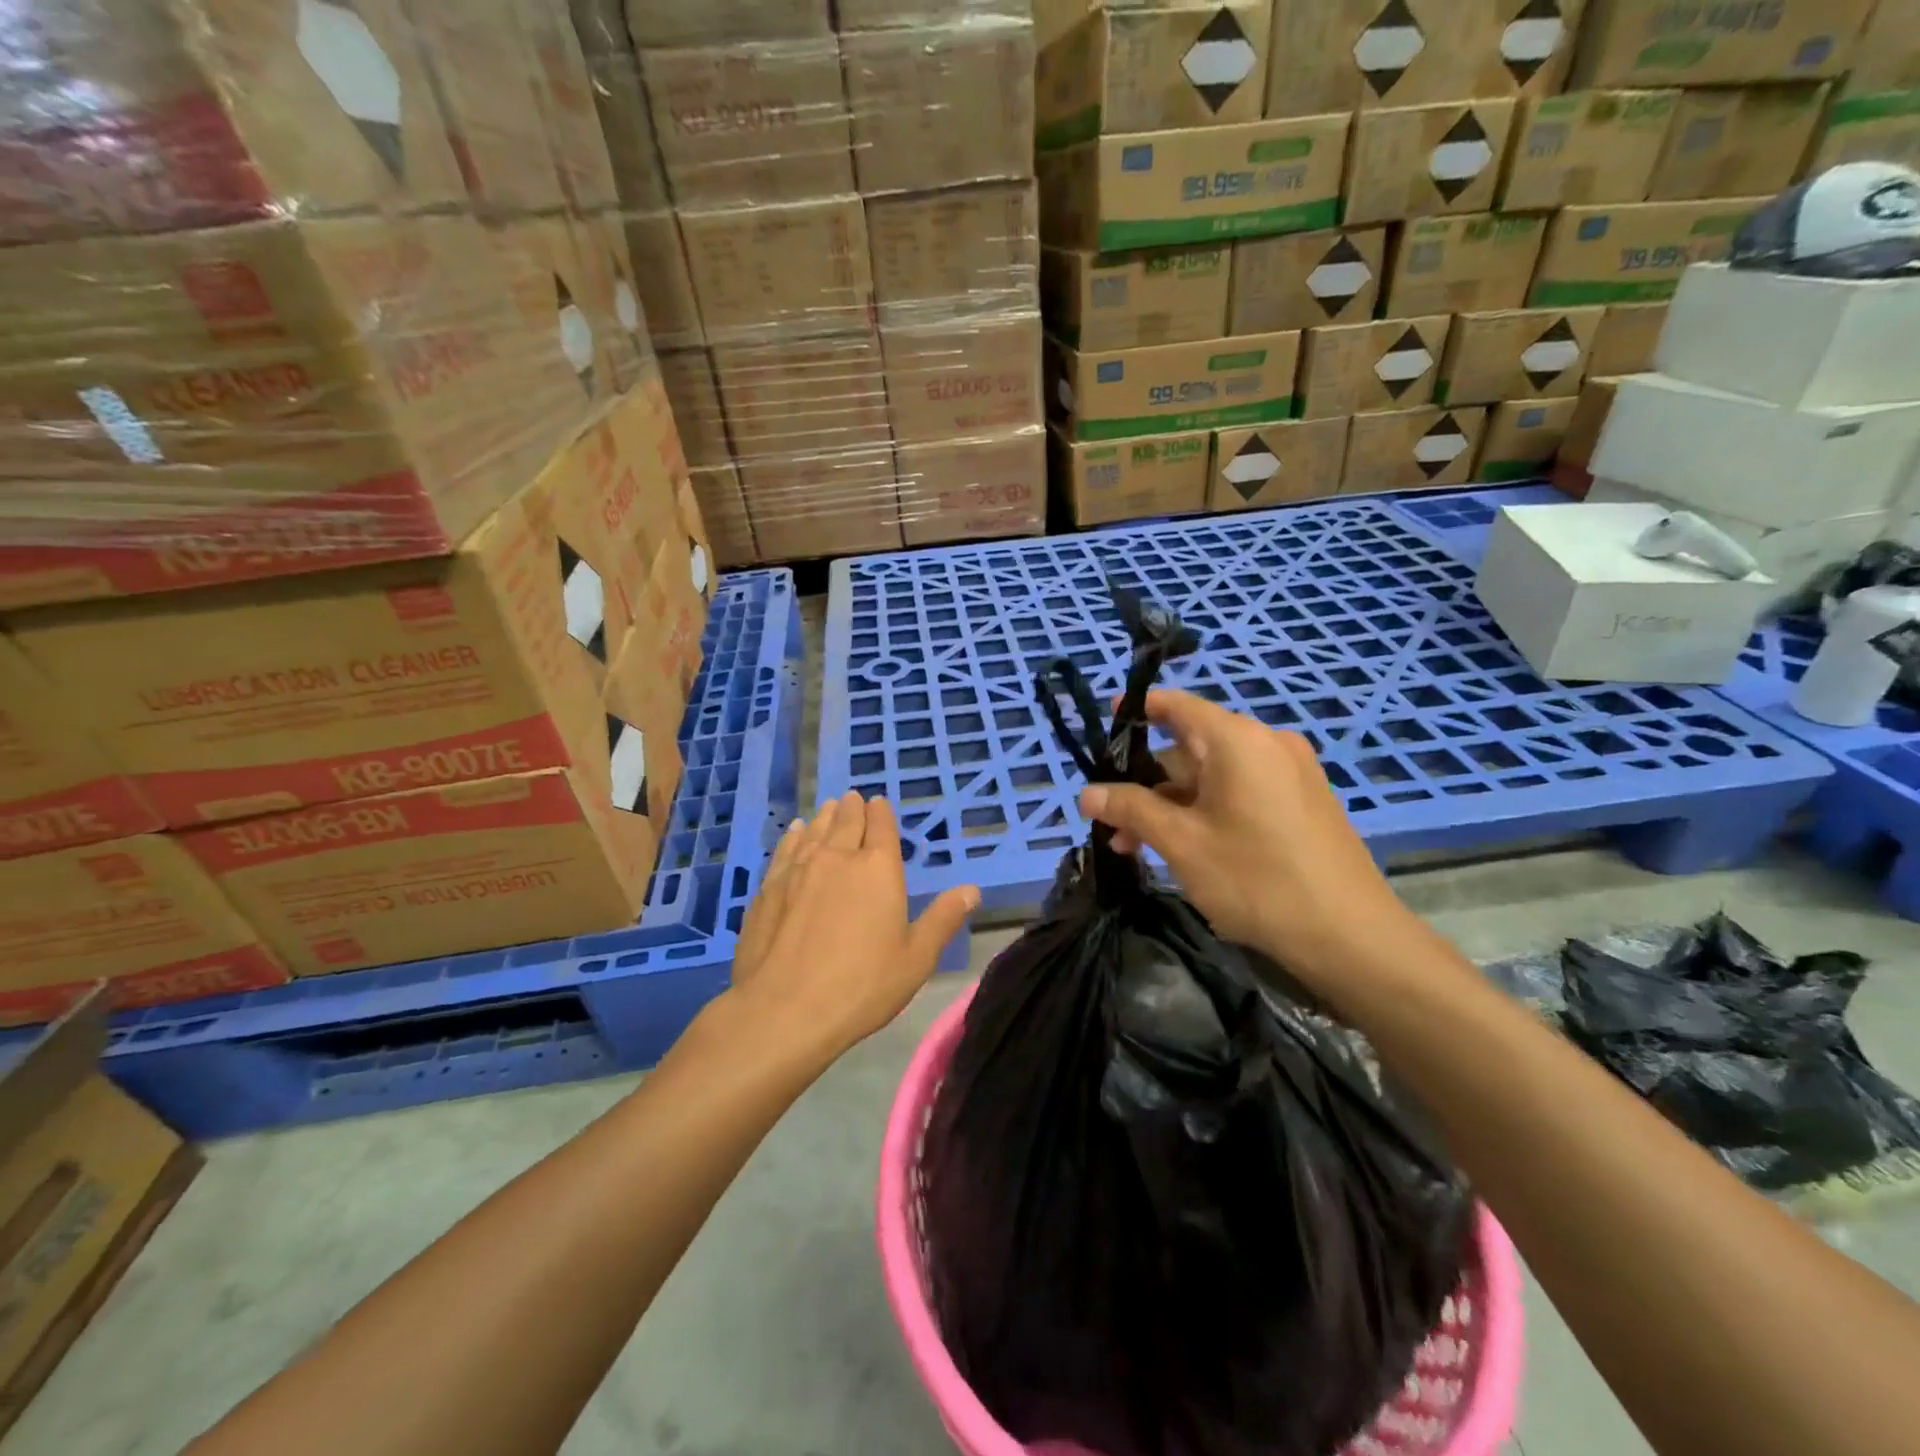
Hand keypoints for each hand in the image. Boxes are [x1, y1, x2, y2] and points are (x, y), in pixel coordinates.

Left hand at [728, 791, 978, 1062]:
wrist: (784, 1010)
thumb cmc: (862, 986)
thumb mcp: (916, 958)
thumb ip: (943, 919)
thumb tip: (971, 890)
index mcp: (878, 868)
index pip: (881, 826)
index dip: (881, 812)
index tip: (879, 803)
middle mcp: (837, 857)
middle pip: (846, 821)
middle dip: (853, 808)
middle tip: (853, 799)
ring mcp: (798, 870)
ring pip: (815, 831)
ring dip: (825, 817)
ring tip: (829, 808)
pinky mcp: (769, 888)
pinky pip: (786, 850)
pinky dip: (795, 836)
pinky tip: (796, 833)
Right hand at [1080, 691, 1416, 987]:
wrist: (1351, 936)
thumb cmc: (1256, 879)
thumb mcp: (1181, 843)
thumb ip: (1131, 809)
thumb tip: (1087, 792)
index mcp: (1238, 740)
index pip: (1176, 706)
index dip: (1137, 711)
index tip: (1104, 726)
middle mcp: (1267, 744)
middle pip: (1190, 748)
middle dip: (1147, 782)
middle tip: (1112, 821)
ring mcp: (1290, 774)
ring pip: (1213, 777)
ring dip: (1172, 805)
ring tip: (1138, 847)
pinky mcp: (1302, 802)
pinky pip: (1240, 793)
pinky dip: (1206, 811)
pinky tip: (1184, 848)